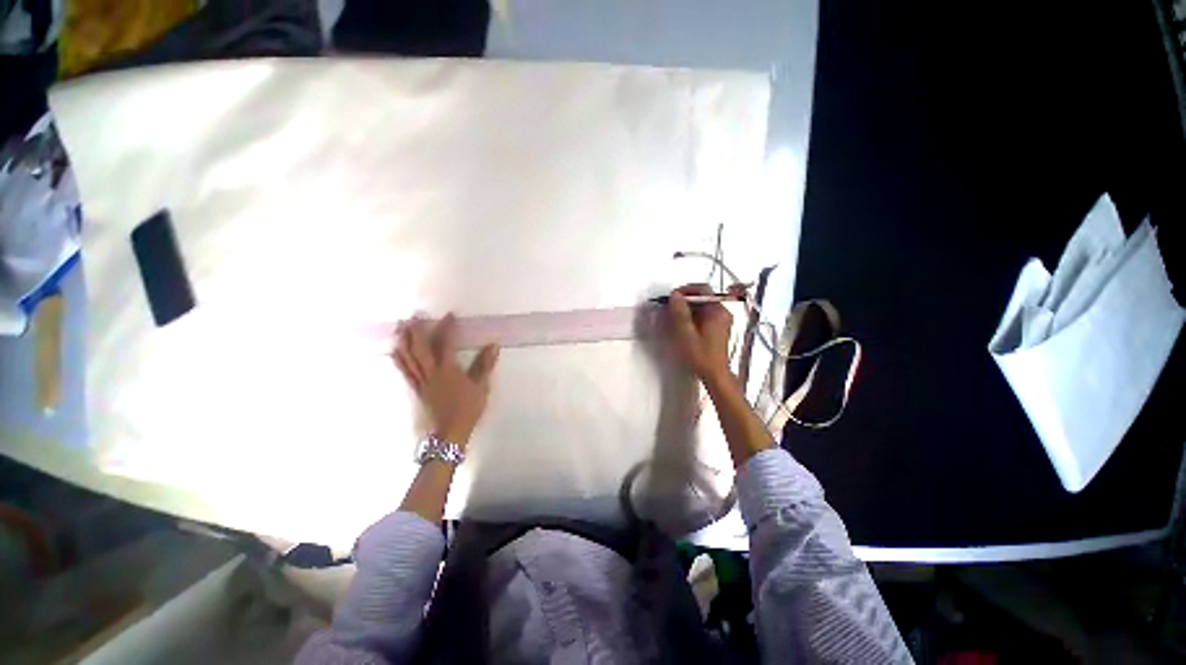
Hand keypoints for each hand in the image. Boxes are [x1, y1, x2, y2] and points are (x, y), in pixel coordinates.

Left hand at [393, 314, 499, 444]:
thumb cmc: (468, 409)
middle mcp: (432, 373)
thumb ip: (485, 365)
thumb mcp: (481, 387)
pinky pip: (405, 371)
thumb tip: (493, 345)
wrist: (449, 433)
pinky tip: (396, 351)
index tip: (450, 315)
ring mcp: (421, 381)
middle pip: (421, 348)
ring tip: (400, 326)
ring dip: (404, 341)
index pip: (447, 344)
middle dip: (418, 330)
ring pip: (409, 358)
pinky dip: (400, 359)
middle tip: (416, 315)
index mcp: (448, 371)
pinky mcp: (416, 389)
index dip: (448, 328)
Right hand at [666, 283, 741, 382]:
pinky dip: (693, 317)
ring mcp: (722, 320)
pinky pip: (705, 316)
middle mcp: (722, 312)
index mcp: (717, 311)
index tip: (671, 297)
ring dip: (687, 309)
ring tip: (674, 318)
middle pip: (702, 298)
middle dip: (685, 301)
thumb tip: (674, 295)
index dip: (685, 290)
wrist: (715, 374)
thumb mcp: (686, 333)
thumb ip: (679, 312)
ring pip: (702, 307)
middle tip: (670, 308)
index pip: (702, 289)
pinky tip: (683, 326)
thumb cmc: (700, 354)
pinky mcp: (719, 328)